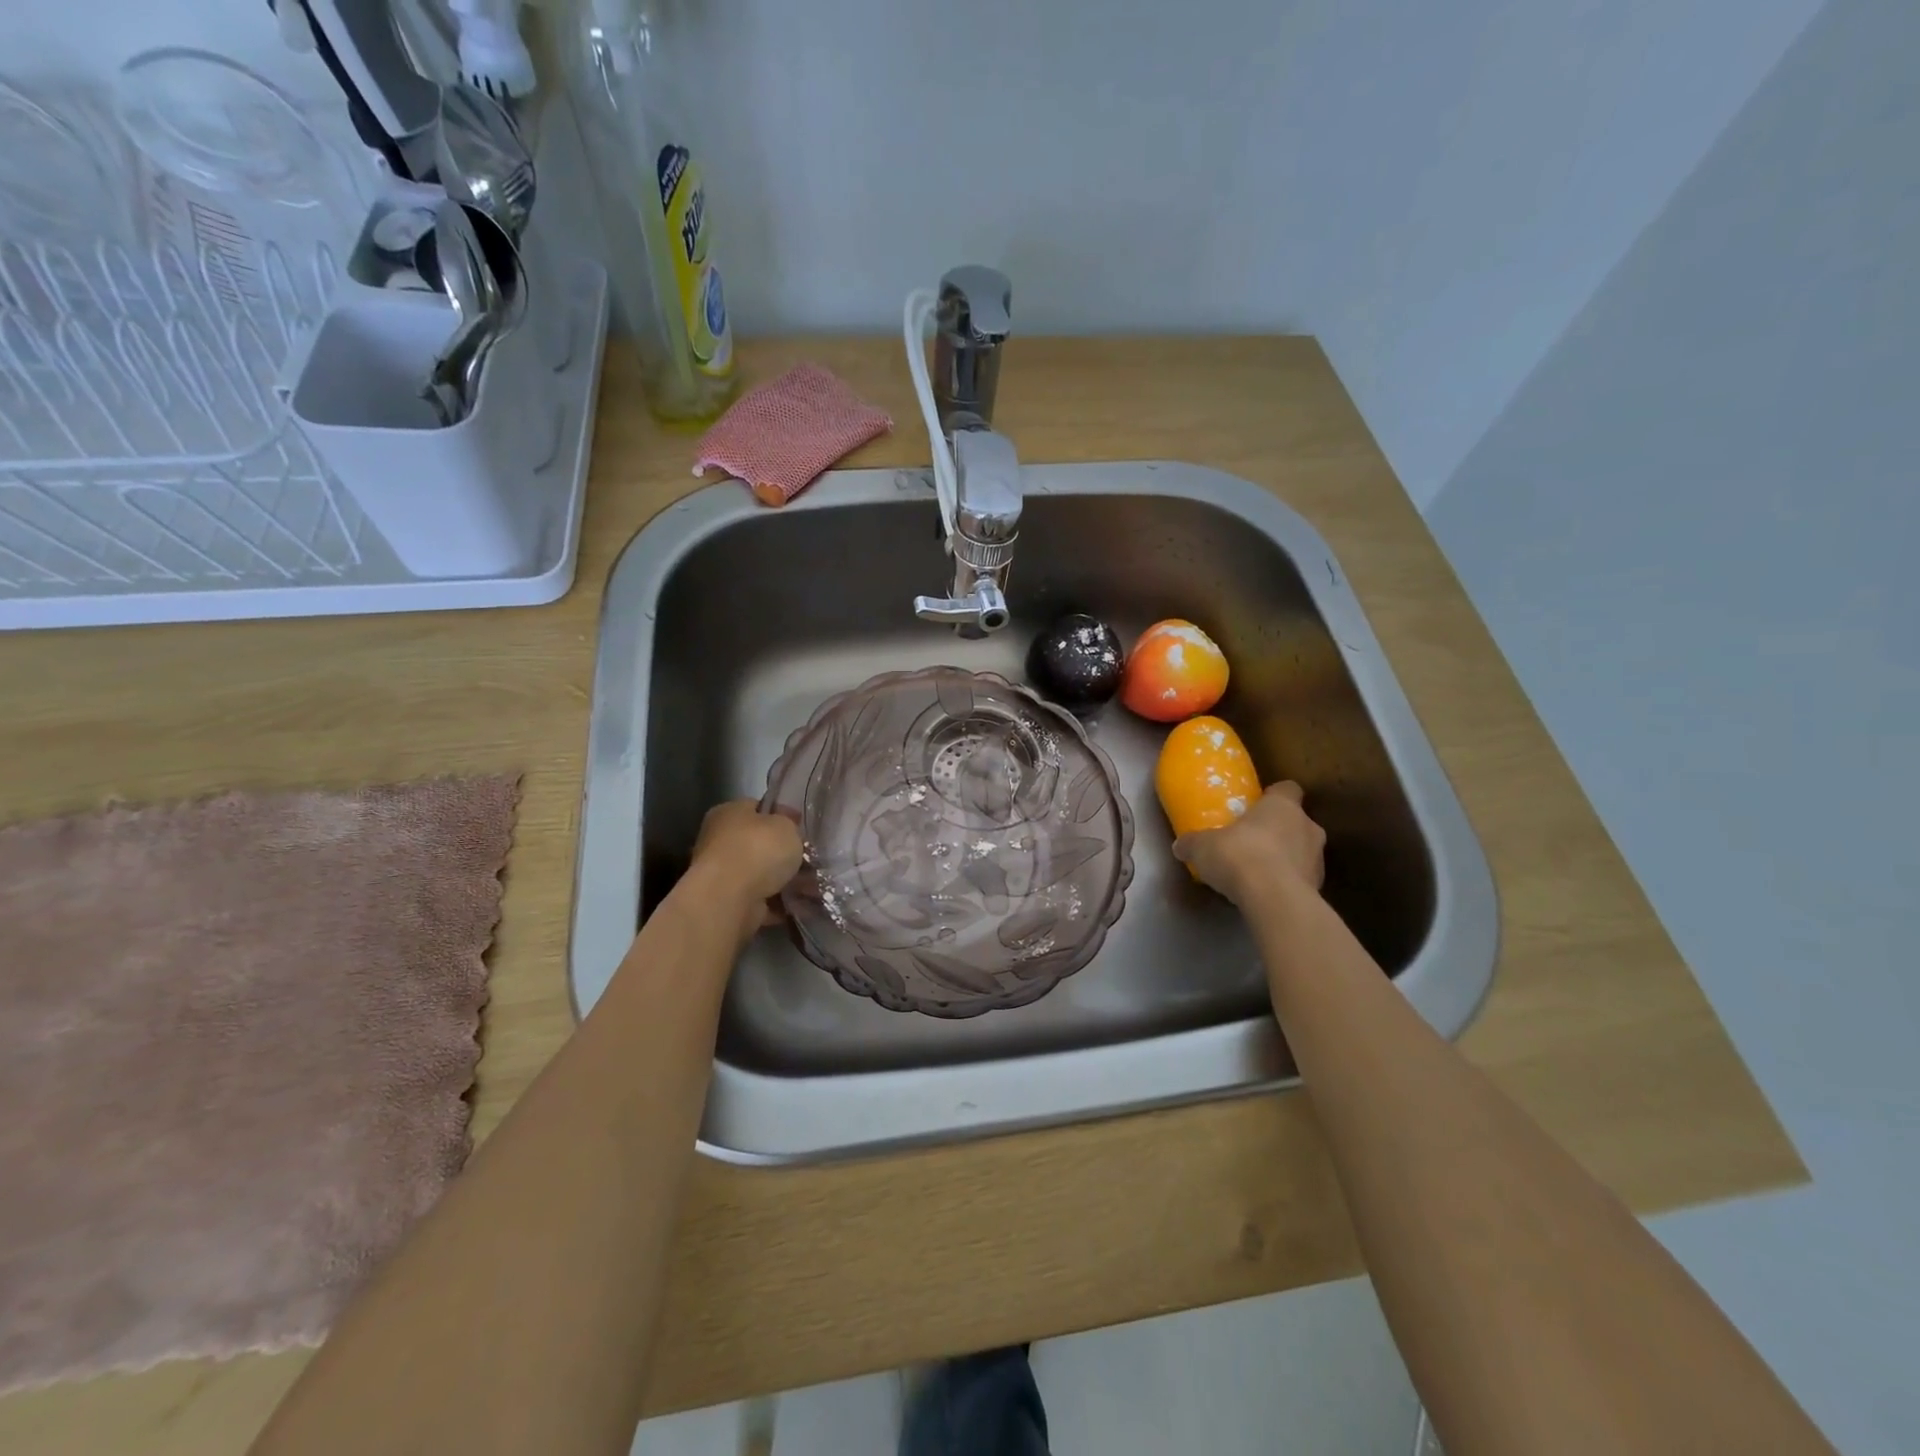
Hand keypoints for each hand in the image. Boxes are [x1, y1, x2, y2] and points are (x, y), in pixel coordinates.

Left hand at [686, 800, 802, 945]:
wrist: (730, 899)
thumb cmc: (758, 850)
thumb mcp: (786, 825)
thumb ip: (790, 825)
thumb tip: (790, 830)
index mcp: (729, 813)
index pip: (758, 808)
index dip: (782, 816)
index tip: (803, 829)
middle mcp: (719, 841)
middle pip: (760, 844)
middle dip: (785, 854)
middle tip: (811, 859)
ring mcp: (722, 874)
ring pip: (762, 875)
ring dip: (785, 881)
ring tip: (812, 886)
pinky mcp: (729, 903)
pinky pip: (761, 900)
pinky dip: (778, 904)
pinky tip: (800, 905)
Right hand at [1173, 781, 1326, 906]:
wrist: (1274, 899)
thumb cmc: (1239, 856)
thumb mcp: (1203, 847)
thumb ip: (1193, 844)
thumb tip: (1180, 846)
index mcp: (1282, 806)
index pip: (1287, 789)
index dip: (1274, 796)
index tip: (1257, 807)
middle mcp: (1307, 826)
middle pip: (1296, 822)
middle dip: (1278, 831)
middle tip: (1252, 842)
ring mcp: (1317, 859)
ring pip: (1302, 851)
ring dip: (1285, 859)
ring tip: (1258, 873)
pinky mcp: (1319, 888)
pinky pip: (1301, 879)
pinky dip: (1287, 884)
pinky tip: (1266, 894)